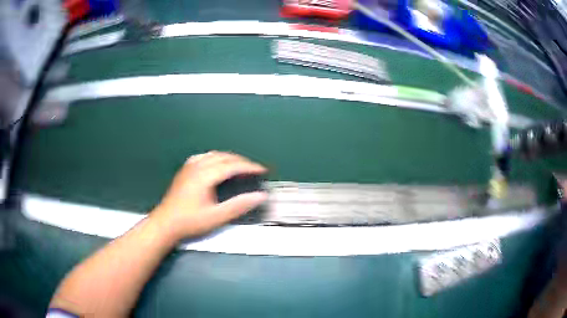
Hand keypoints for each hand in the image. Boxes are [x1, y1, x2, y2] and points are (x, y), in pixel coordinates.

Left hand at [150, 151, 267, 240]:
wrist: (166, 223)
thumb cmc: (190, 221)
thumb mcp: (217, 217)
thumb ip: (239, 205)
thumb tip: (260, 196)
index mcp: (205, 175)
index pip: (232, 165)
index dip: (249, 167)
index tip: (262, 170)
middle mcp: (197, 166)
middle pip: (224, 157)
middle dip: (242, 161)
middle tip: (254, 169)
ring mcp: (190, 166)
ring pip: (214, 154)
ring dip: (230, 158)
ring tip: (240, 166)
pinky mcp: (185, 170)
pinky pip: (204, 157)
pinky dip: (216, 158)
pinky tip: (217, 164)